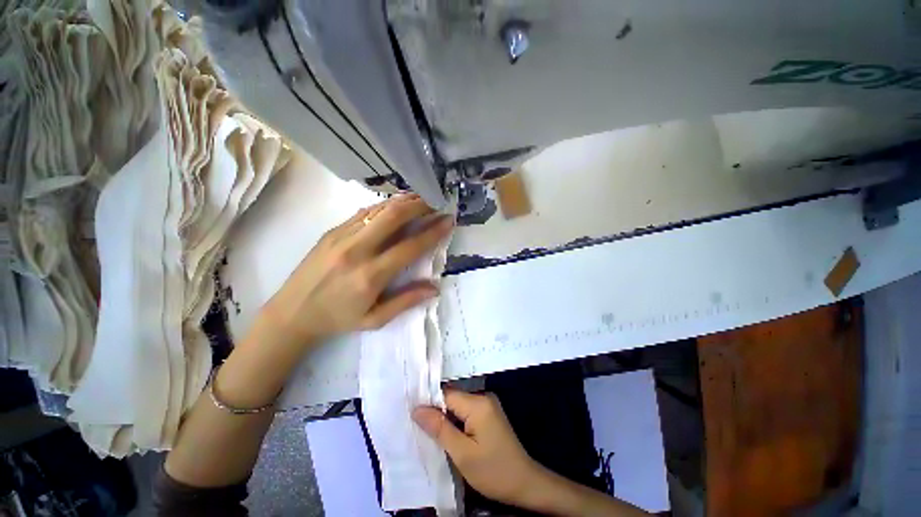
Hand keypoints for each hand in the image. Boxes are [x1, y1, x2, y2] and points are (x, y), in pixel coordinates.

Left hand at [262, 194, 453, 348]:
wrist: (291, 313)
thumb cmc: (337, 319)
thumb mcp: (375, 319)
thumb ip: (406, 301)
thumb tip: (435, 288)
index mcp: (370, 276)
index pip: (410, 246)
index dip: (433, 232)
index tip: (448, 220)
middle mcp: (357, 250)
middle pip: (393, 216)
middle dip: (419, 205)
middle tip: (436, 202)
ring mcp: (342, 237)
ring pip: (378, 209)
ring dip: (403, 201)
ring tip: (421, 199)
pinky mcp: (332, 231)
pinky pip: (363, 212)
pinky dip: (384, 206)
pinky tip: (396, 206)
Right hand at [413, 390, 547, 509]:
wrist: (524, 483)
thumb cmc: (493, 471)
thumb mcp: (462, 454)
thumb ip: (439, 428)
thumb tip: (417, 409)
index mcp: (478, 403)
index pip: (446, 394)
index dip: (428, 403)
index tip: (411, 413)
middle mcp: (483, 397)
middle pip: (452, 397)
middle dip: (435, 410)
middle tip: (416, 424)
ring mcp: (487, 404)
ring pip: (457, 405)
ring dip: (444, 417)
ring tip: (428, 430)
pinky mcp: (488, 413)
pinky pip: (466, 411)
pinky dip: (455, 420)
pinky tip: (446, 432)